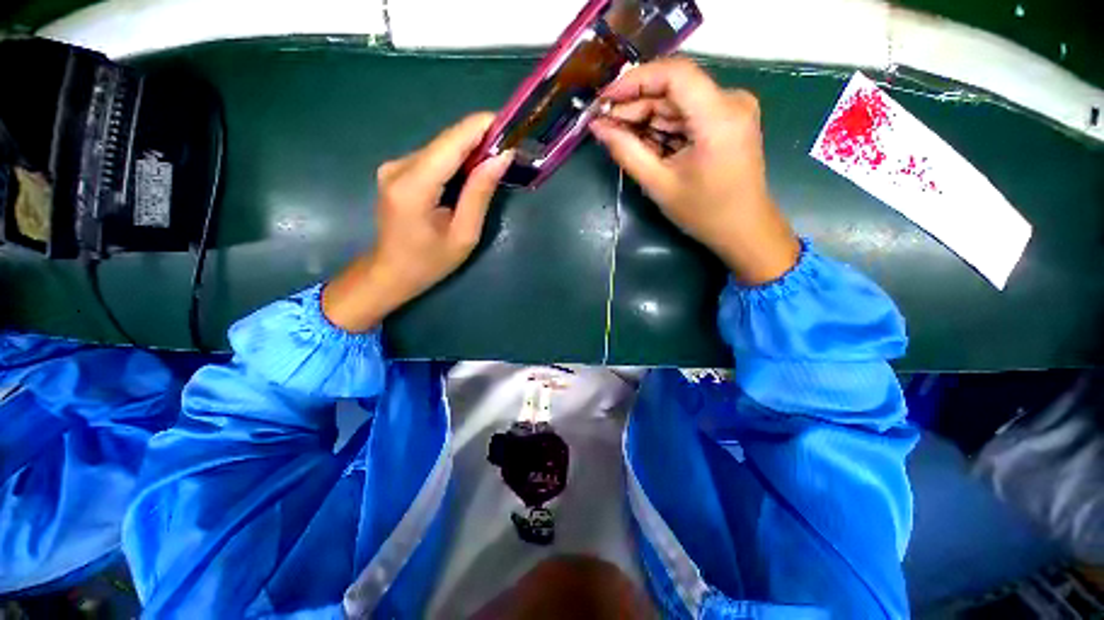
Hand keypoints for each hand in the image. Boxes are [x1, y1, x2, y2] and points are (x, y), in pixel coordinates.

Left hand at [322, 113, 512, 332]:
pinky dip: (456, 162)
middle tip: (510, 150)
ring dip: (470, 152)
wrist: (391, 272)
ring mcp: (394, 166)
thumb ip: (480, 193)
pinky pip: (433, 158)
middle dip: (480, 141)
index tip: (511, 125)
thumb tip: (502, 157)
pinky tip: (472, 174)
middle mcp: (398, 167)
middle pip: (446, 142)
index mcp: (413, 186)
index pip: (451, 142)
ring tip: (496, 163)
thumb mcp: (464, 234)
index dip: (481, 127)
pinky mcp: (396, 170)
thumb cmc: (430, 262)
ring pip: (441, 148)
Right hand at [590, 57, 799, 284]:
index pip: (673, 74)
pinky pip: (688, 115)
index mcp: (719, 116)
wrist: (744, 229)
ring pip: (678, 102)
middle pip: (674, 89)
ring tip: (617, 135)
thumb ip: (627, 152)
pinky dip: (663, 128)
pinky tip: (642, 142)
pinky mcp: (727, 120)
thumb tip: (598, 127)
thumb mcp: (659, 184)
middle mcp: (731, 101)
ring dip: (647, 118)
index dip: (634, 80)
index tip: (604, 99)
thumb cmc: (704, 212)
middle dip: (635, 105)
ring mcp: (731, 109)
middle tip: (604, 124)